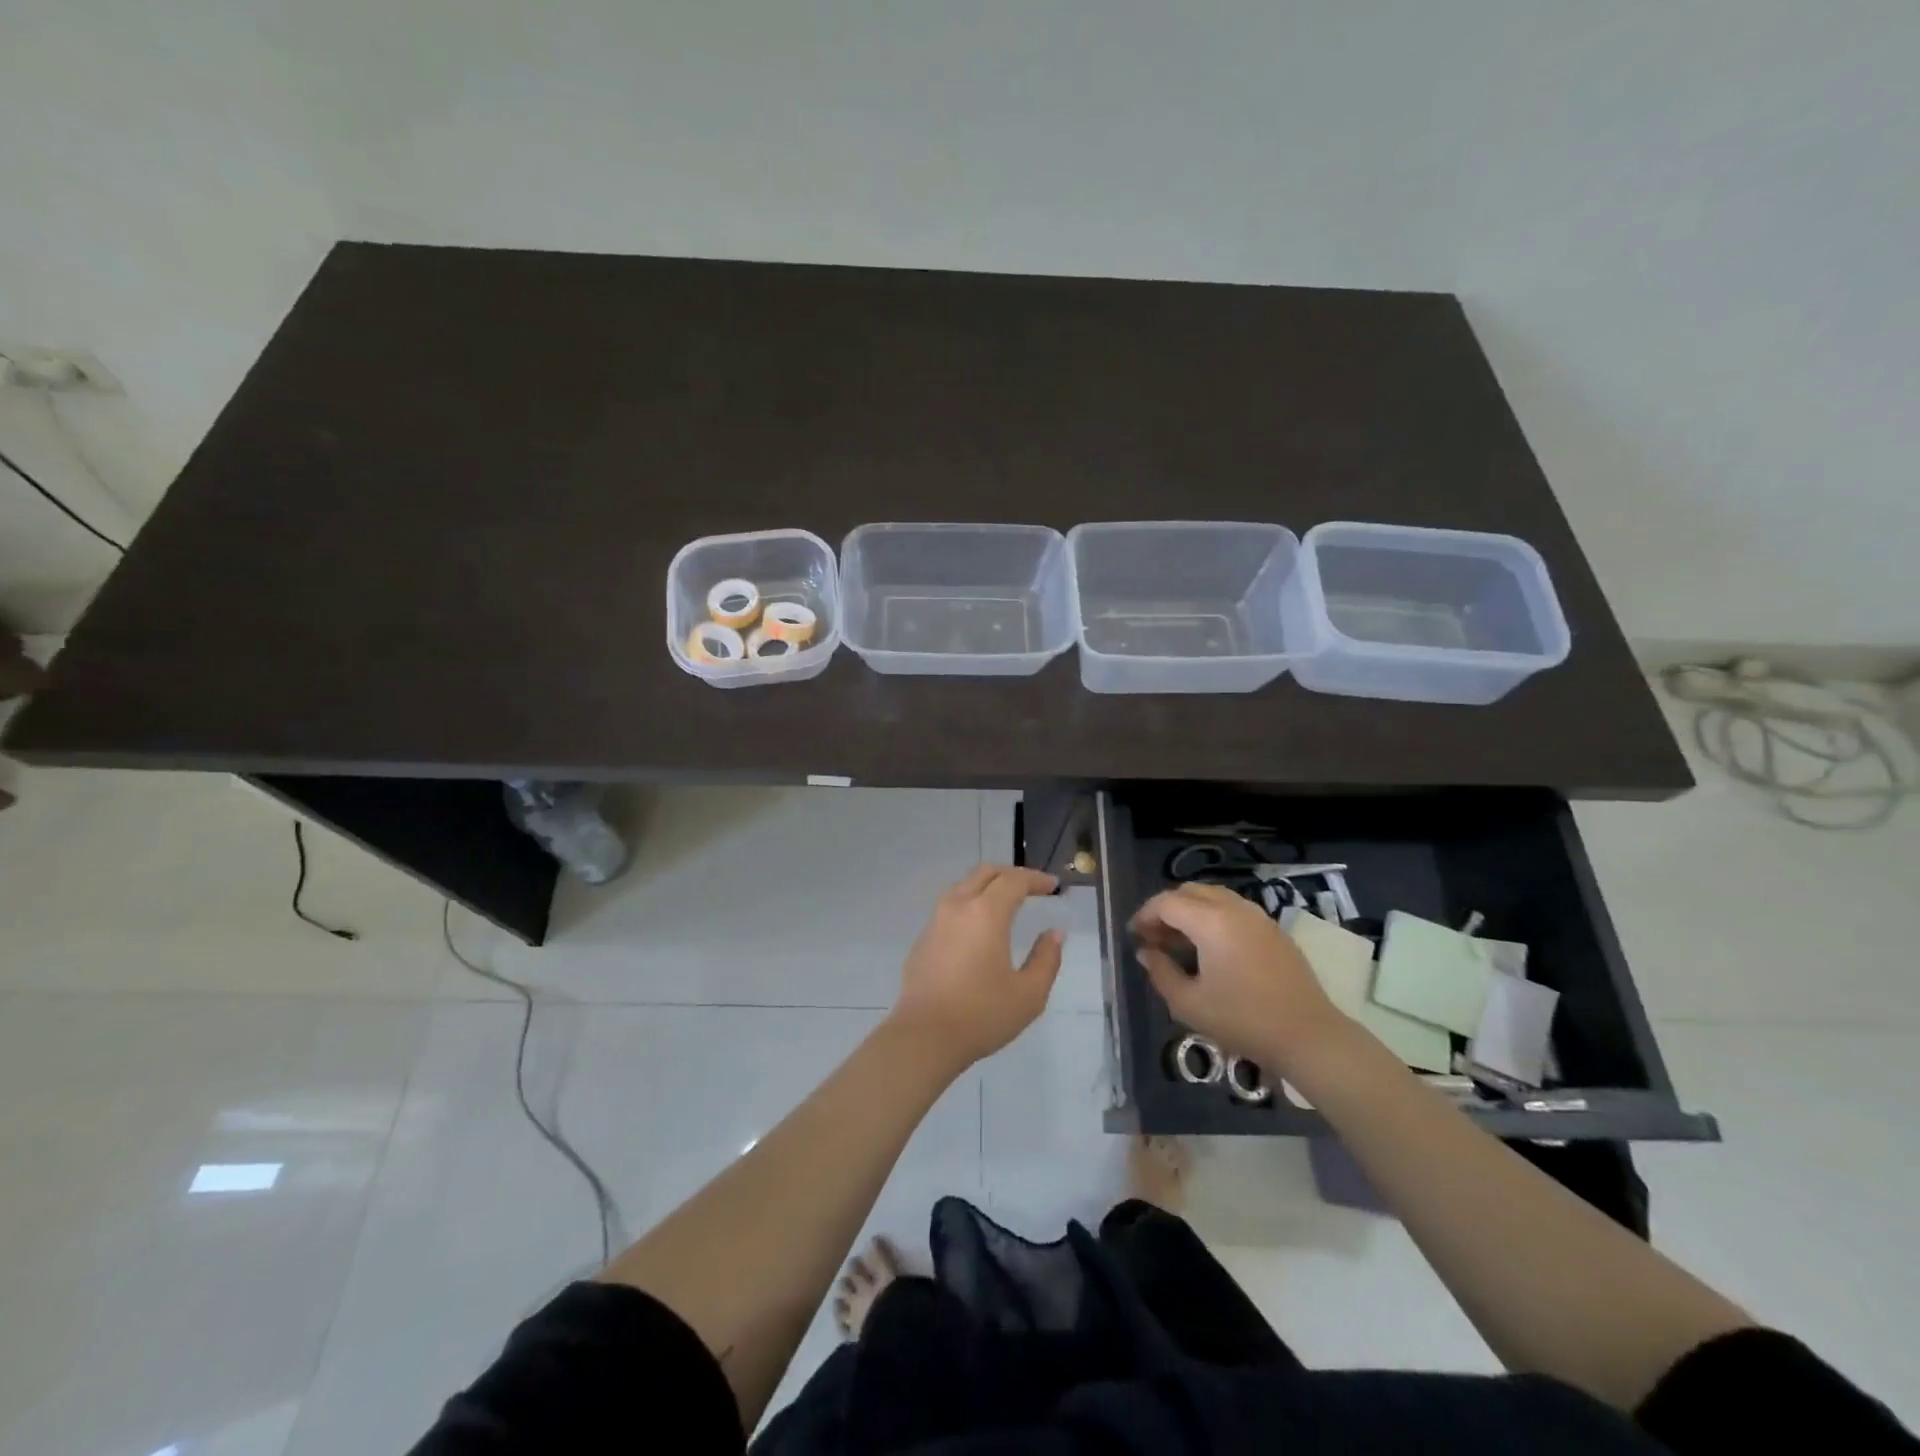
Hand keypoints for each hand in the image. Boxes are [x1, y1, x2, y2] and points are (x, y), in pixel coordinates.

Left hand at [890, 865, 1064, 1071]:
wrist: (924, 1036)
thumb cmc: (982, 1015)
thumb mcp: (1029, 994)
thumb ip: (1046, 959)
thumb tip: (1054, 934)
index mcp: (986, 913)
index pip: (1014, 881)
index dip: (1036, 879)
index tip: (1053, 886)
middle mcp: (958, 906)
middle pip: (986, 873)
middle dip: (1011, 875)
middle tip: (1032, 888)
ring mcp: (936, 921)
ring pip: (964, 886)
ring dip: (988, 886)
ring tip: (1007, 903)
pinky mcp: (923, 938)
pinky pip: (950, 907)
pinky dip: (970, 904)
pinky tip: (979, 928)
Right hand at [1130, 883, 1348, 1067]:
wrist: (1308, 1036)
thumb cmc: (1243, 1020)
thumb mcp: (1188, 1004)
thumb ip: (1160, 972)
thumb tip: (1146, 952)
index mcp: (1210, 921)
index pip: (1166, 902)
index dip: (1145, 915)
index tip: (1134, 936)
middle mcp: (1234, 908)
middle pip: (1189, 892)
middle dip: (1166, 909)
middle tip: (1154, 937)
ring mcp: (1258, 916)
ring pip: (1214, 896)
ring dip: (1191, 910)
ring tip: (1180, 942)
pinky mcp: (1274, 930)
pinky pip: (1234, 909)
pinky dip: (1213, 917)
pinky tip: (1211, 948)